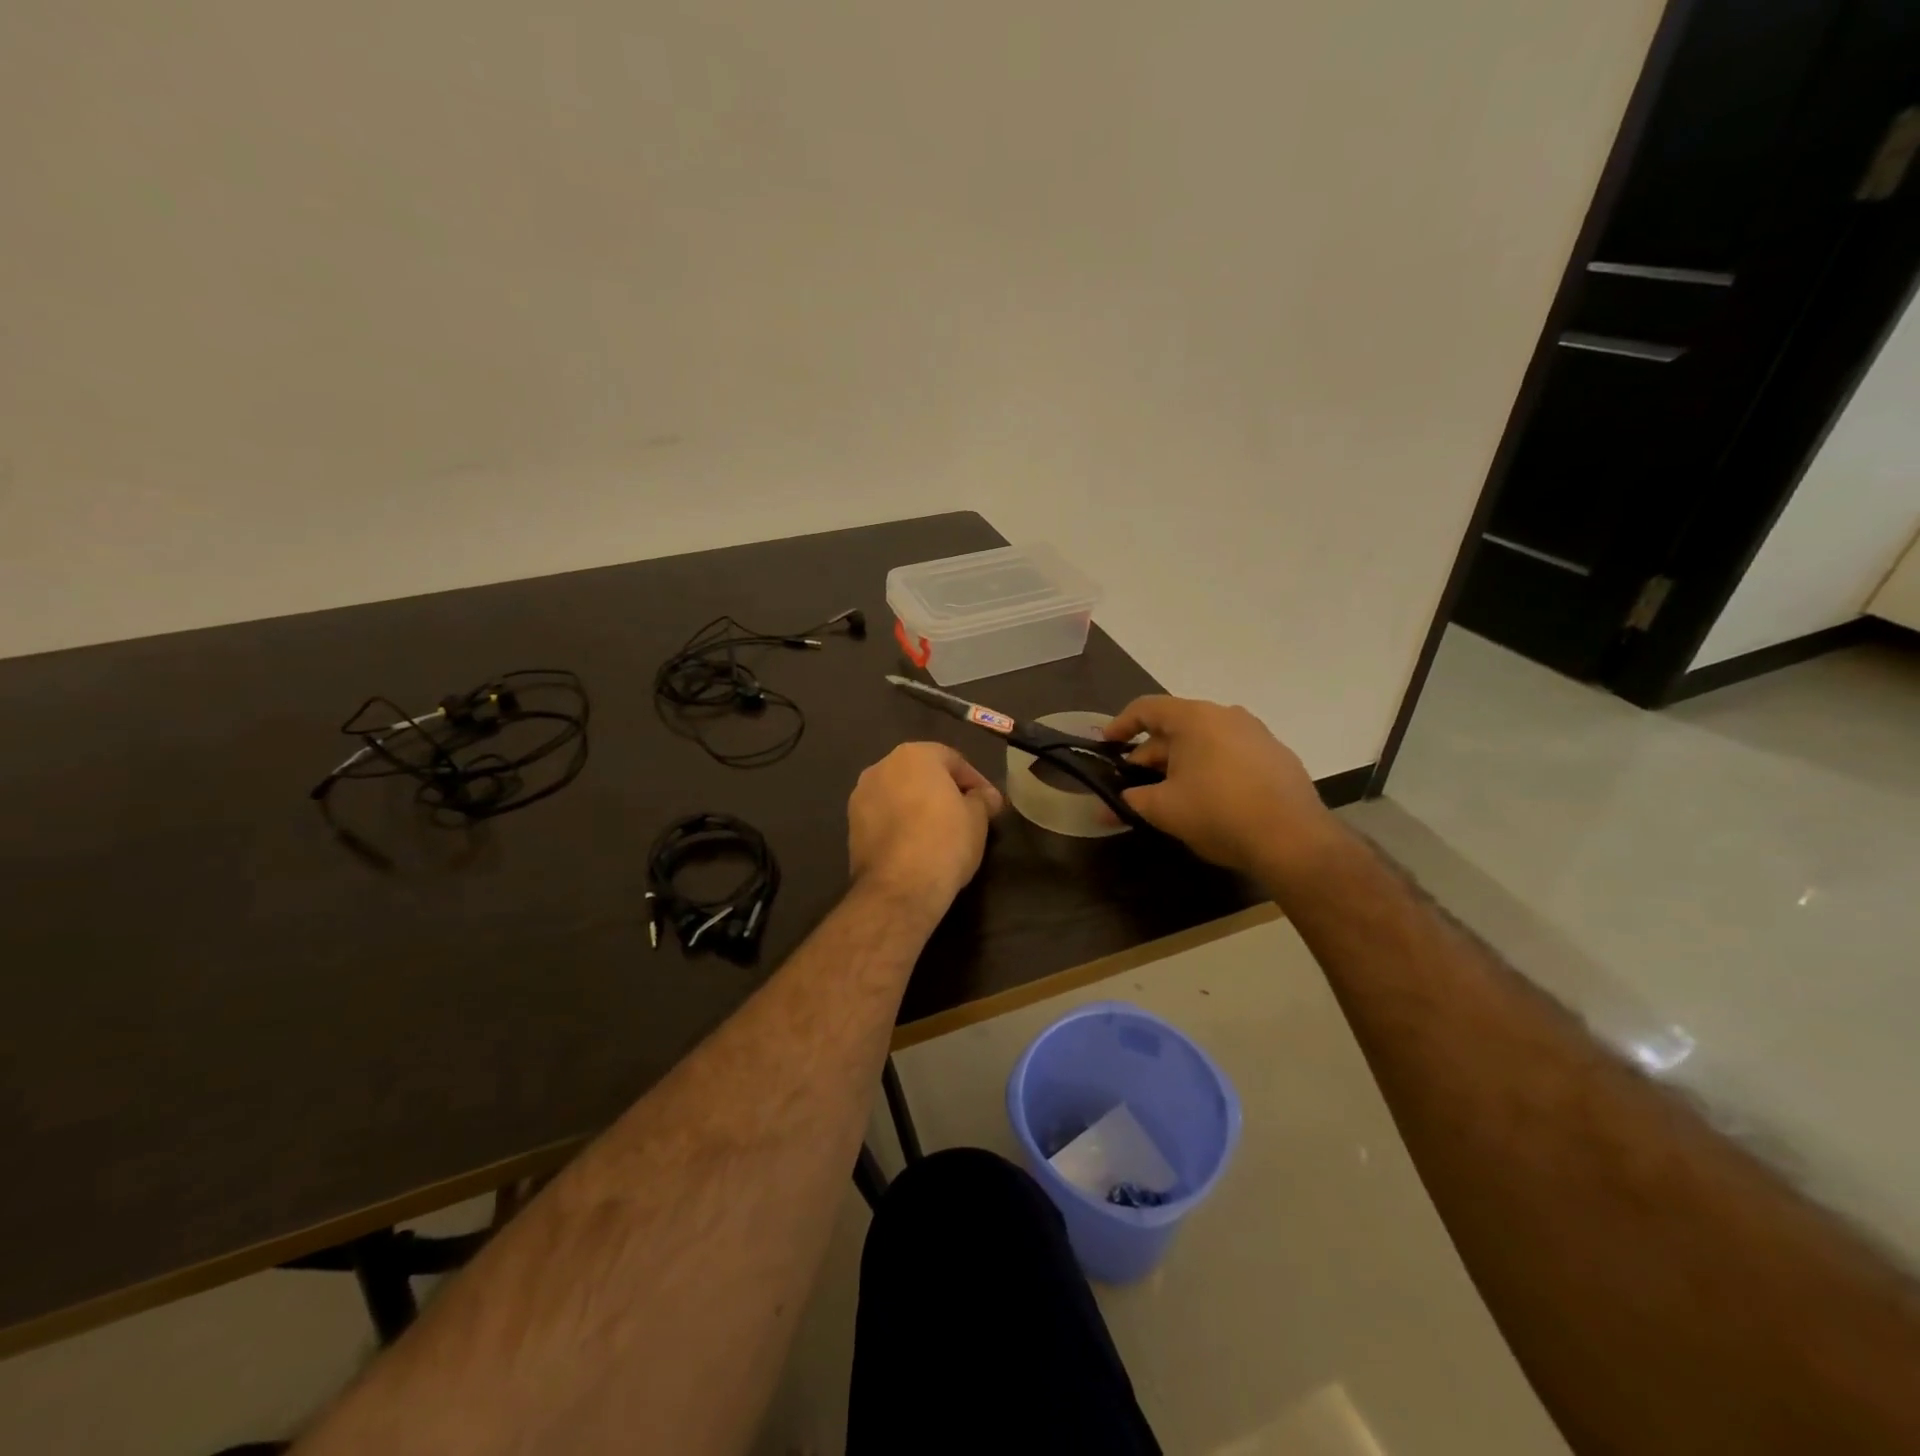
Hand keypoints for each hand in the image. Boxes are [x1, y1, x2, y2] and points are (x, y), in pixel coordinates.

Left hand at [848, 742, 1004, 914]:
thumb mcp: (977, 818)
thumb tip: (985, 797)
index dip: (976, 781)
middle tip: (967, 814)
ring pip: (899, 795)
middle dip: (944, 791)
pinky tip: (917, 845)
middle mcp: (881, 767)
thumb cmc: (945, 840)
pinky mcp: (851, 827)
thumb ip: (982, 799)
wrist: (899, 887)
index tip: (990, 804)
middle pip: (921, 774)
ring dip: (919, 807)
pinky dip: (901, 824)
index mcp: (914, 754)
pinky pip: (884, 817)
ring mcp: (860, 796)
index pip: (953, 760)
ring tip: (941, 832)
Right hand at [1104, 696, 1340, 882]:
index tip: (1106, 744)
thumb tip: (1110, 804)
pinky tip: (1207, 799)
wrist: (1293, 839)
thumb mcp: (1164, 809)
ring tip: (1168, 794)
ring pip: (1204, 742)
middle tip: (1132, 785)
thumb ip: (1132, 800)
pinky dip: (1210, 770)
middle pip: (1175, 727)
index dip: (1120, 724)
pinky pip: (1230, 755)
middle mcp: (1227, 715)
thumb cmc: (1218, 813)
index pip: (1146, 708)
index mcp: (1195, 718)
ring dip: (1180, 764)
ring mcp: (1256, 734)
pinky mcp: (1276, 757)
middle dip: (1149, 756)